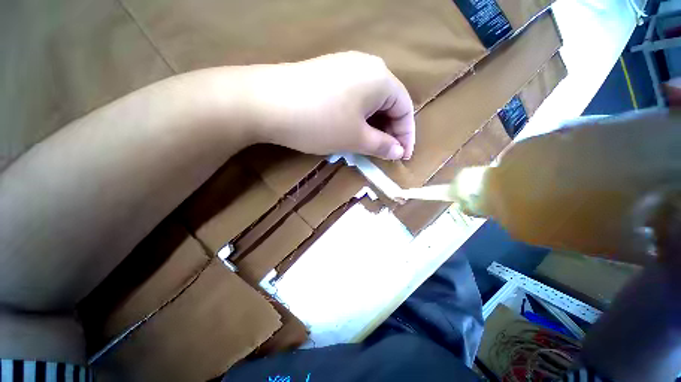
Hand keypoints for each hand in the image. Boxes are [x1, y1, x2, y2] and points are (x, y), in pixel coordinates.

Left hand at [243, 52, 414, 159]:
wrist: (267, 102)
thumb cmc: (320, 122)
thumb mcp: (356, 138)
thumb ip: (381, 145)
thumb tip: (398, 152)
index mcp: (381, 77)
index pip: (405, 108)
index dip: (406, 136)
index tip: (402, 157)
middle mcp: (367, 65)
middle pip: (388, 103)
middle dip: (389, 131)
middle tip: (385, 153)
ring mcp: (345, 67)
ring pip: (370, 101)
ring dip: (373, 126)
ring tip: (369, 145)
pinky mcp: (328, 74)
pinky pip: (353, 98)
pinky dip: (358, 117)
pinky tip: (351, 129)